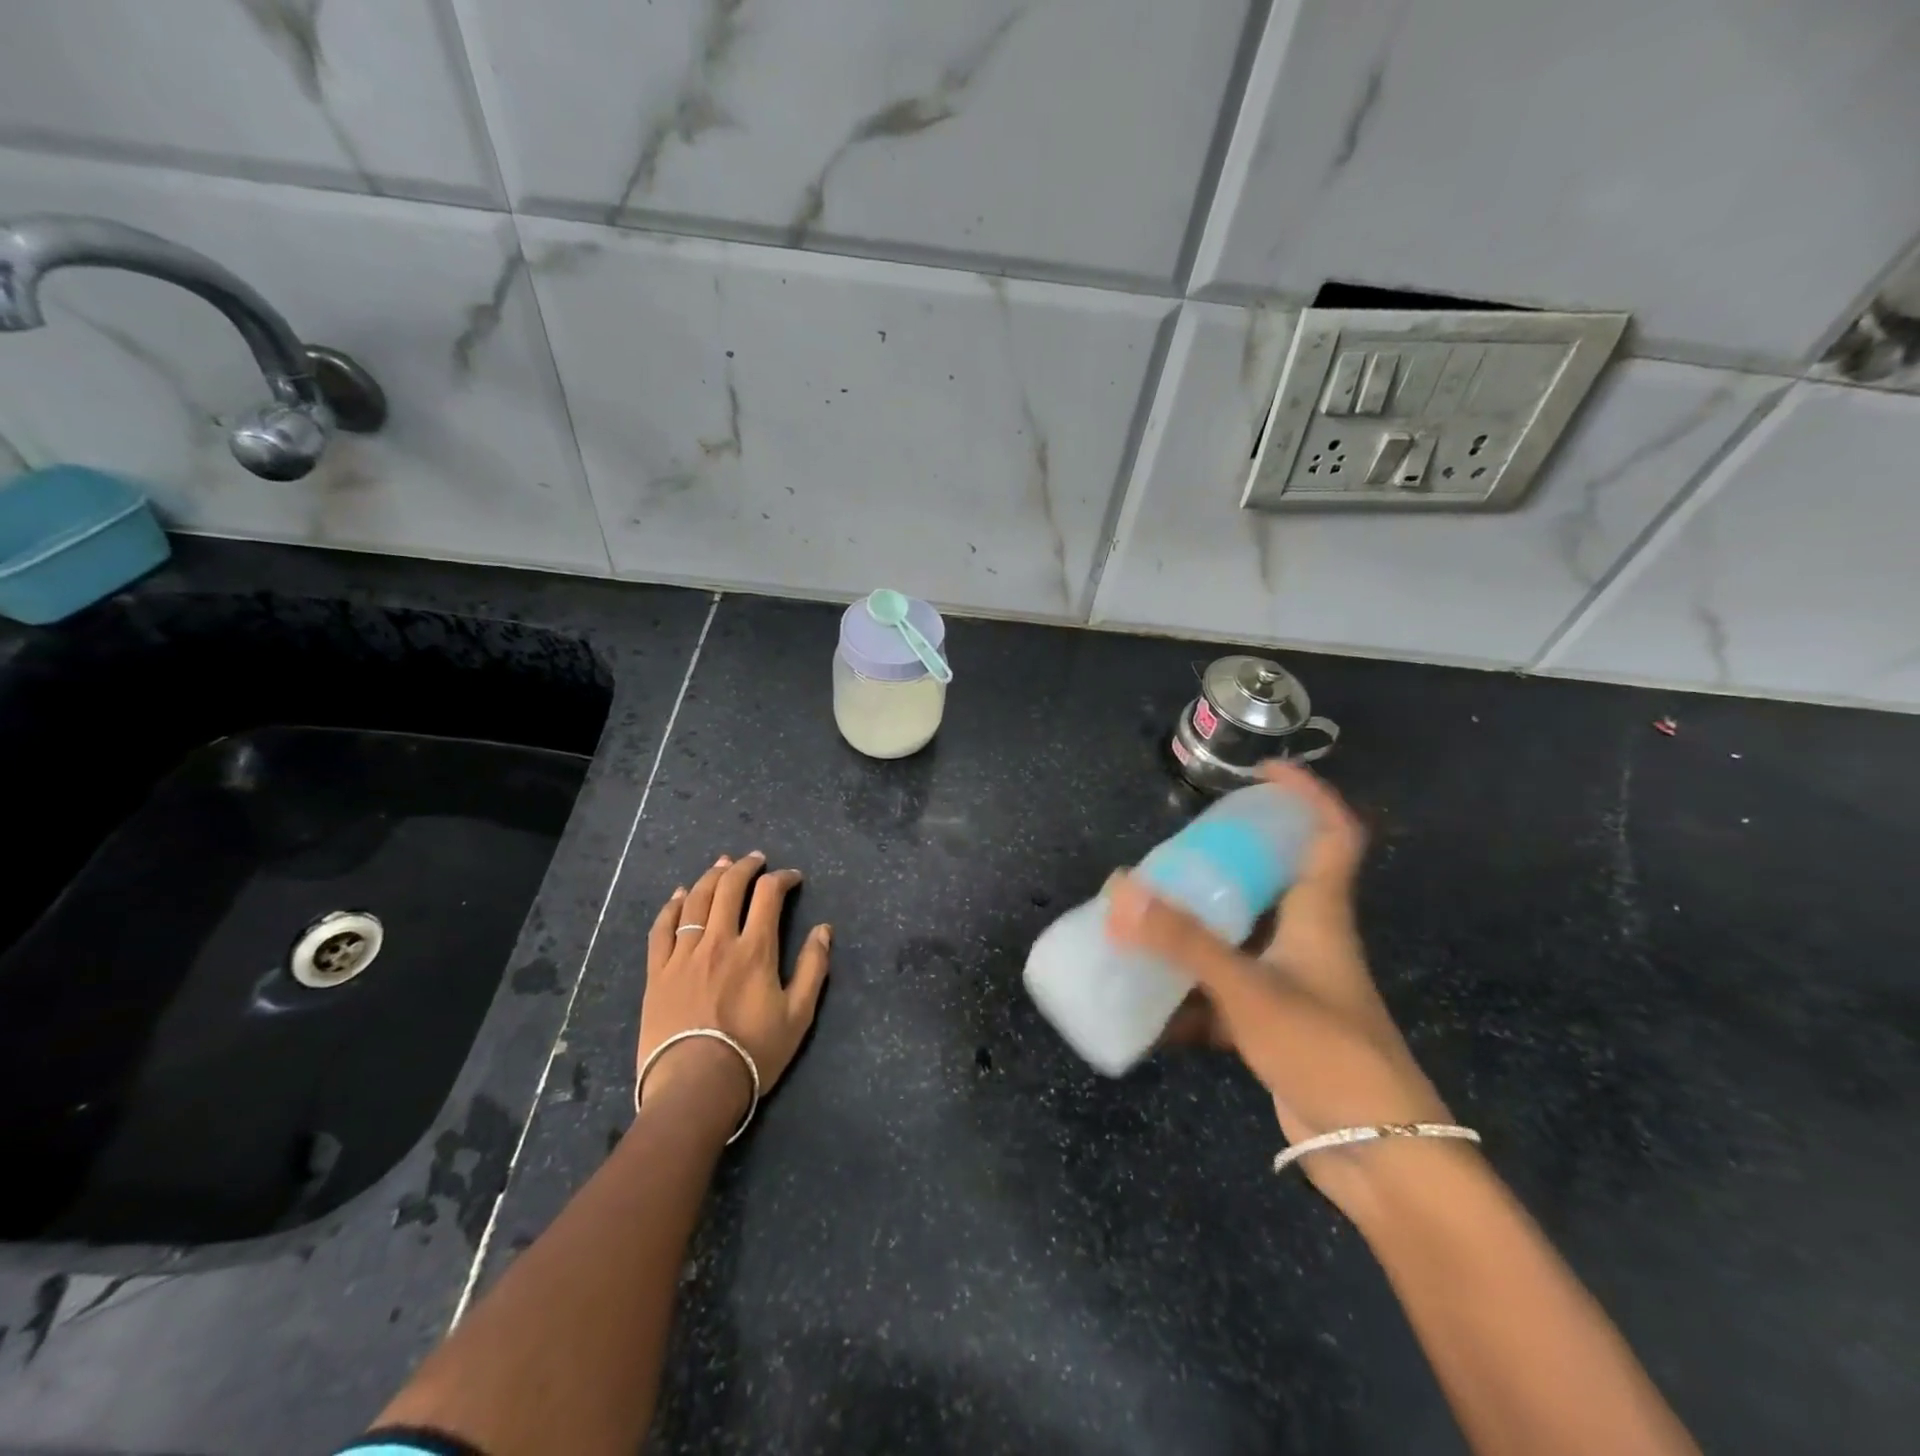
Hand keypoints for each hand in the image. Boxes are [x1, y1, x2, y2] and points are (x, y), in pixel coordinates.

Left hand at [638, 852, 831, 1124]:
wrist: (695, 1087)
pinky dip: (671, 906)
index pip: (768, 895)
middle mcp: (718, 941)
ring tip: (721, 865)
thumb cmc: (753, 1053)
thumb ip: (814, 968)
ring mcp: (683, 955)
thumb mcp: (798, 1015)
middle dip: (745, 867)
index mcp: (755, 949)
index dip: (782, 878)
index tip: (792, 877)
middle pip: (729, 888)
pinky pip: (662, 928)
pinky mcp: (658, 972)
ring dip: (710, 877)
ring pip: (695, 900)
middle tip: (755, 859)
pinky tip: (678, 895)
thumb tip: (824, 929)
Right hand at [1109, 764, 1455, 1215]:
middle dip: (1225, 861)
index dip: (1306, 796)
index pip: (1331, 835)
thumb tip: (1120, 890)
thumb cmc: (1328, 1052)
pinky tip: (1148, 1007)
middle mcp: (1306, 941)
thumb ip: (1184, 942)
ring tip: (1145, 917)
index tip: (1263, 772)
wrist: (1380, 1156)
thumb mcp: (1251, 990)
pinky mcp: (1273, 1027)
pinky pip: (1221, 996)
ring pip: (1239, 939)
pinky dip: (1187, 998)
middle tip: (1174, 852)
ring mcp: (1290, 986)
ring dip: (1195, 930)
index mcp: (1318, 915)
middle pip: (1271, 881)